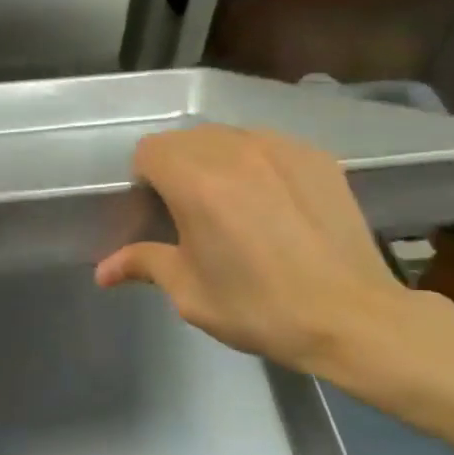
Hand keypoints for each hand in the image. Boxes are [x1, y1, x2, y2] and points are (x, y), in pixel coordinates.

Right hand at [94, 124, 416, 375]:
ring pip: (227, 137)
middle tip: (190, 212)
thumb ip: (143, 264)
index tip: (156, 212)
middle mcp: (236, 150)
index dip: (144, 179)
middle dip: (177, 168)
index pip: (149, 151)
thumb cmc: (259, 308)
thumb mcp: (190, 292)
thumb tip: (102, 271)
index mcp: (196, 181)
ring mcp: (281, 148)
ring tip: (233, 204)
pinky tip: (273, 203)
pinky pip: (268, 145)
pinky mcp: (316, 156)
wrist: (352, 317)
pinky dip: (256, 163)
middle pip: (186, 139)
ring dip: (216, 161)